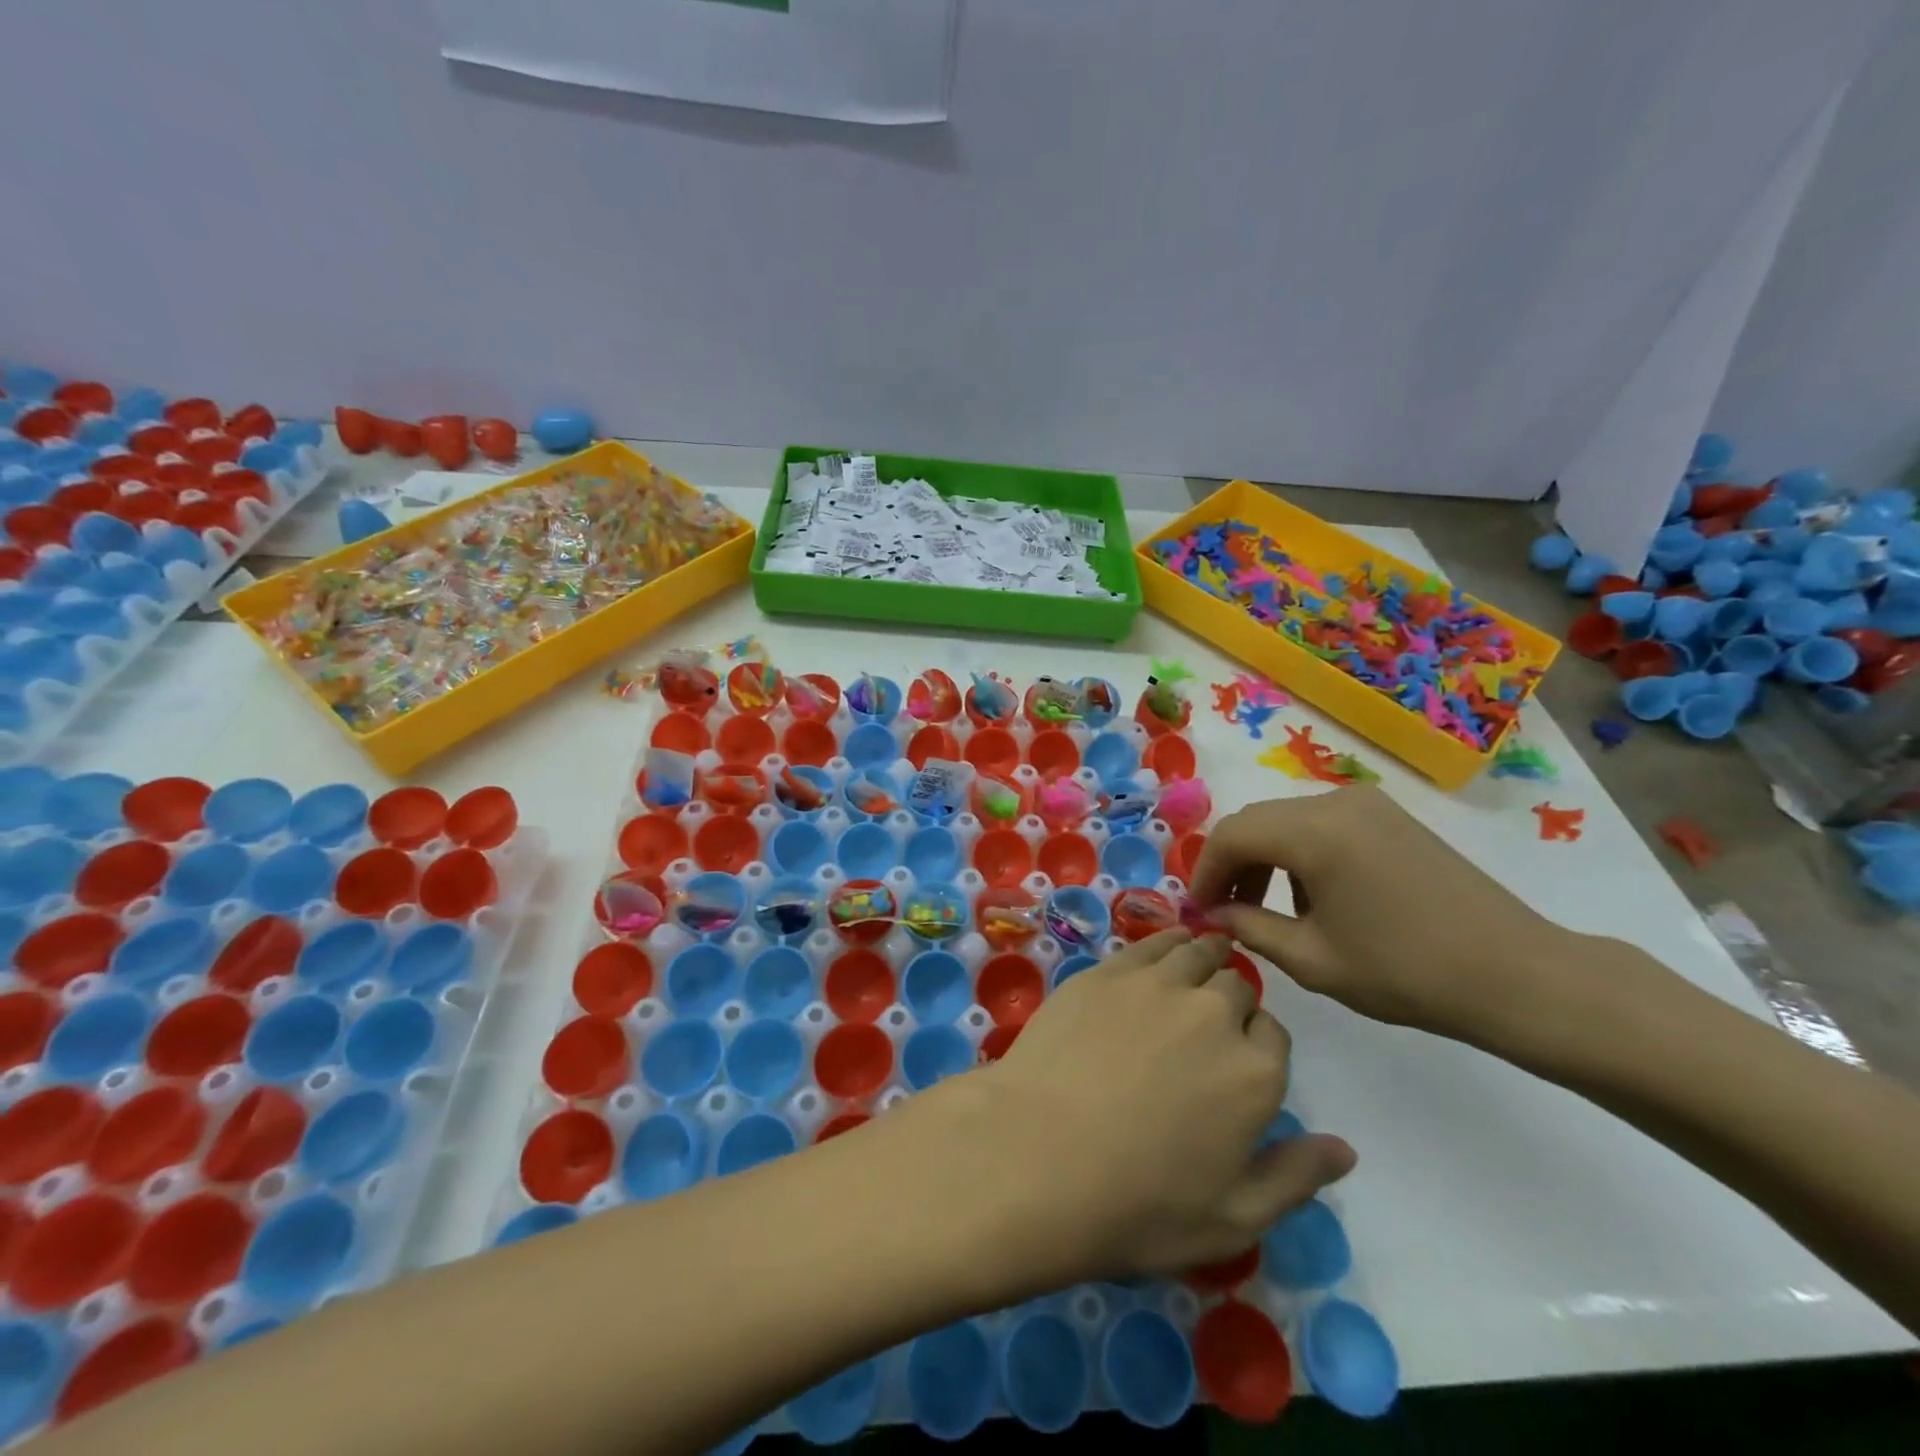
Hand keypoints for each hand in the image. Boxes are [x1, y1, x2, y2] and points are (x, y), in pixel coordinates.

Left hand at [965, 928, 1354, 1283]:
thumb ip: (1295, 1177)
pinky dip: (1165, 942)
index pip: (1274, 1035)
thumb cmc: (1139, 1204)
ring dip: (1204, 958)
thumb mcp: (1233, 1218)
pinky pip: (1151, 942)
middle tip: (1207, 1024)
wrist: (1038, 1156)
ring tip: (1195, 967)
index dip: (1258, 1044)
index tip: (1237, 1059)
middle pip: (1237, 988)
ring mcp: (1156, 984)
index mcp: (1255, 1072)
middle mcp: (1214, 1013)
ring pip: (1196, 953)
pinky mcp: (1107, 971)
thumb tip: (1345, 1149)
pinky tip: (1161, 950)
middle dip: (1230, 1002)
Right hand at [1190, 787, 1575, 1044]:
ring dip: (1264, 858)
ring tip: (1266, 909)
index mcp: (1313, 833)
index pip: (1230, 836)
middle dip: (1231, 864)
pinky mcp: (1390, 817)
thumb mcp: (1312, 959)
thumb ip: (1249, 928)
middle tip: (1225, 911)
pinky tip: (1313, 897)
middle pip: (1256, 822)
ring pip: (1287, 821)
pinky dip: (1299, 853)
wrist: (1517, 975)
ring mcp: (1368, 805)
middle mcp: (1335, 803)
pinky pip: (1322, 824)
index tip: (1199, 911)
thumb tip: (1213, 914)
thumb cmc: (1407, 972)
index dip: (1204, 872)